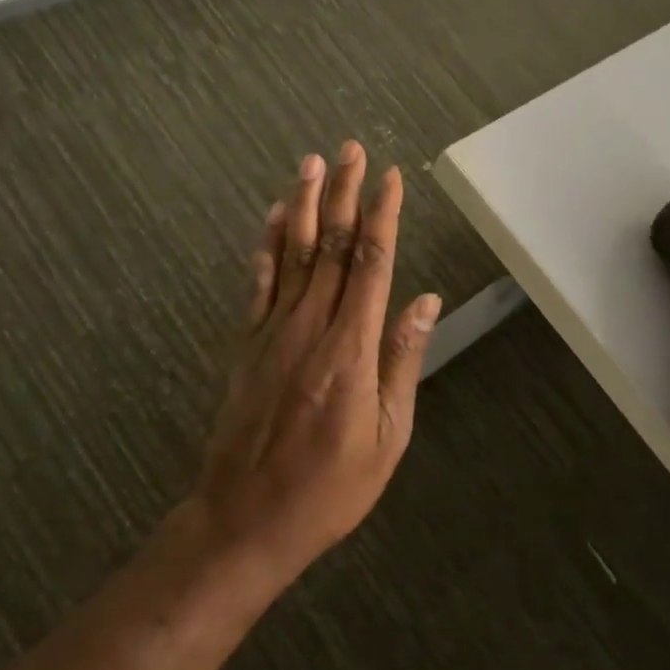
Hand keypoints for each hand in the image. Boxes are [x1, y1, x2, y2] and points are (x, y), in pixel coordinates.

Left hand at [189, 142, 439, 589]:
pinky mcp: (248, 344)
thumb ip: (402, 361)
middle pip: (332, 247)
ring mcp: (273, 332)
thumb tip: (424, 302)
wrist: (246, 519)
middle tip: (349, 150)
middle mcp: (311, 327)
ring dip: (305, 205)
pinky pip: (259, 283)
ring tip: (310, 163)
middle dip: (344, 194)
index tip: (391, 177)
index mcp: (351, 349)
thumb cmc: (330, 488)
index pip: (372, 264)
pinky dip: (268, 245)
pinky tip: (275, 218)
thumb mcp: (388, 437)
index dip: (383, 216)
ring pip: (293, 254)